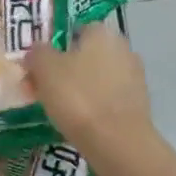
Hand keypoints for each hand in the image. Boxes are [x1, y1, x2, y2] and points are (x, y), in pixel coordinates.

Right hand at [24, 19, 153, 162]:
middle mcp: (123, 48)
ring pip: (95, 79)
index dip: (52, 48)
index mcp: (102, 32)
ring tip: (56, 112)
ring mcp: (134, 78)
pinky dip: (92, 108)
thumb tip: (37, 52)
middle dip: (63, 71)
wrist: (119, 144)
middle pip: (84, 56)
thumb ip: (37, 53)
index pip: (73, 31)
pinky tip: (78, 124)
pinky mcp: (139, 106)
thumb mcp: (45, 68)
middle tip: (41, 91)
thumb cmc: (78, 97)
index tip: (37, 68)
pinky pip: (107, 100)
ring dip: (77, 91)